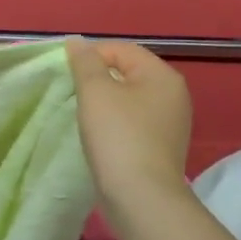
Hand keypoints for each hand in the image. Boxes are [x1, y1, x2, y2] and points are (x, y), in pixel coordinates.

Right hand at [65, 38, 193, 223]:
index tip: (66, 76)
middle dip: (97, 79)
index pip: (121, 49)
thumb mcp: (95, 92)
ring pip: (129, 99)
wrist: (141, 197)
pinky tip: (100, 137)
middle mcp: (174, 94)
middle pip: (127, 73)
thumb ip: (85, 62)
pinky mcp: (161, 146)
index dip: (90, 56)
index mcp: (162, 75)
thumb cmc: (118, 136)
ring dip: (104, 103)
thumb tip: (77, 42)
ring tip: (83, 117)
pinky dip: (114, 124)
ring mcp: (171, 123)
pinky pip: (133, 122)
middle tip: (72, 95)